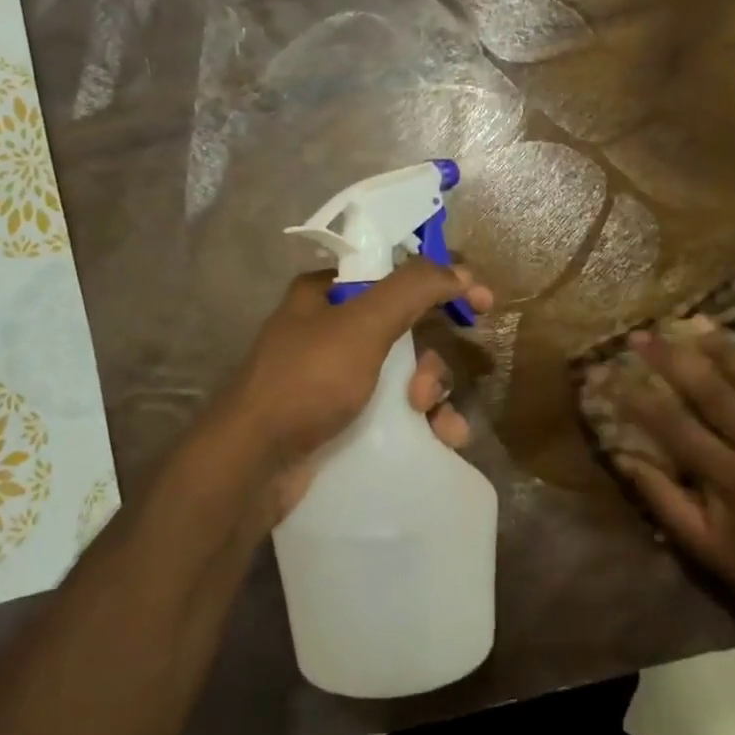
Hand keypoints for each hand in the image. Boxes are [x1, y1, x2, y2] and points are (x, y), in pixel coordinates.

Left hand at [219, 259, 493, 525]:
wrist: (254, 465)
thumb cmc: (307, 382)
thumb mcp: (362, 325)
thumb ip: (413, 289)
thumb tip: (461, 269)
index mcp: (326, 294)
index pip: (395, 274)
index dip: (440, 285)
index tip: (480, 304)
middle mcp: (329, 330)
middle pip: (406, 329)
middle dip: (430, 360)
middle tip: (423, 390)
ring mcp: (334, 378)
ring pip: (404, 373)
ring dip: (432, 395)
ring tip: (435, 423)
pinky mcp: (341, 418)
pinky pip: (394, 410)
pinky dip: (422, 422)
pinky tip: (442, 441)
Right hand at [604, 320, 734, 649]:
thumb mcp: (705, 550)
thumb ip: (664, 501)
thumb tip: (625, 459)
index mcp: (733, 480)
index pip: (674, 426)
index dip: (637, 397)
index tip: (608, 371)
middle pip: (717, 394)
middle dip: (676, 359)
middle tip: (646, 334)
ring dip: (734, 352)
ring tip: (704, 324)